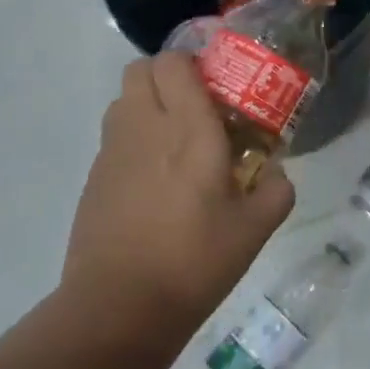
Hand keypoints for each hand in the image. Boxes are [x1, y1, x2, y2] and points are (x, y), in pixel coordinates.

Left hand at [61, 52, 295, 344]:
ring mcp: (112, 151)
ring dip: (147, 104)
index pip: (174, 62)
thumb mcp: (256, 229)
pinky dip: (133, 139)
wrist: (120, 306)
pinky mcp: (94, 177)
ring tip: (175, 141)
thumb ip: (275, 190)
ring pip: (123, 100)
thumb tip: (273, 172)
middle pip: (140, 69)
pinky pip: (114, 136)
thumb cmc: (195, 261)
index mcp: (188, 129)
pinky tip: (154, 180)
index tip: (217, 84)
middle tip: (196, 106)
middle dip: (167, 76)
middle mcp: (144, 127)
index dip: (193, 63)